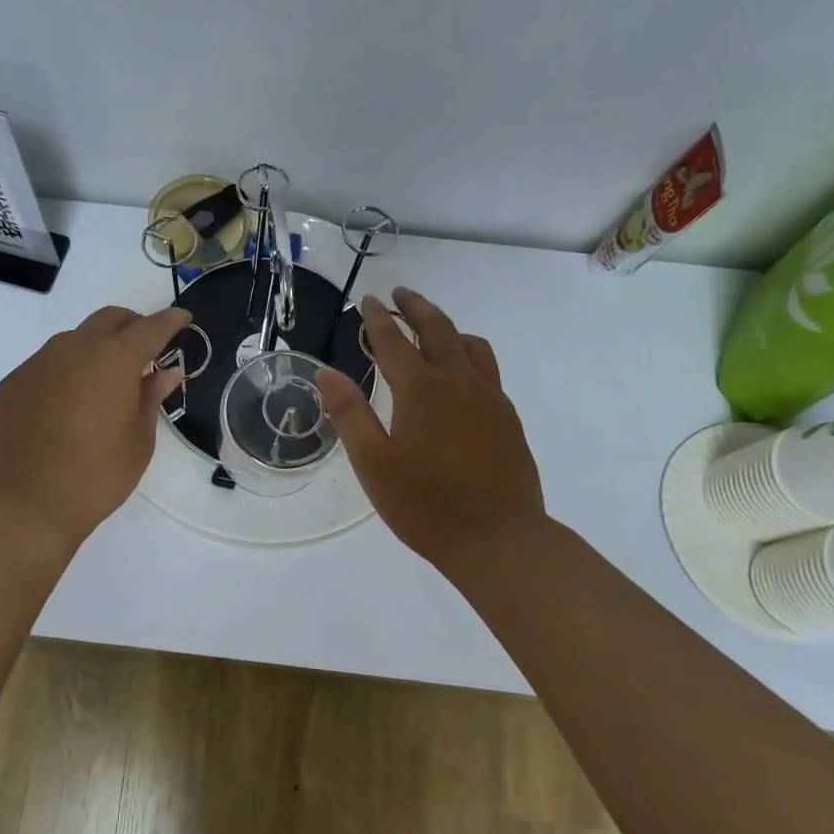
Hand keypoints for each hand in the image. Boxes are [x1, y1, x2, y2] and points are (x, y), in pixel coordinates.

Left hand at [0, 304, 190, 545]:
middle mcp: (74, 348)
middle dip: (132, 326)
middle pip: (109, 319)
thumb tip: (166, 372)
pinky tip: (67, 405)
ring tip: (104, 383)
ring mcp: (38, 363)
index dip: (171, 320)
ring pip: (75, 340)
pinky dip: (66, 372)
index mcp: (114, 358)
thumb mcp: (139, 439)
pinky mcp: (13, 383)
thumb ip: (152, 396)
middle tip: (145, 350)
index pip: (150, 327)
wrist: (26, 504)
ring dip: (96, 349)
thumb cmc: (97, 474)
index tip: (183, 319)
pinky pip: (47, 365)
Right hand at [317, 289, 545, 565]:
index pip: (392, 340)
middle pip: (437, 328)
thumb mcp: (373, 464)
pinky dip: (469, 353)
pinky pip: (488, 369)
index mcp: (420, 389)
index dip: (376, 318)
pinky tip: (463, 373)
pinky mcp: (507, 417)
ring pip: (469, 344)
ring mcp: (489, 398)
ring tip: (432, 327)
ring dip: (447, 327)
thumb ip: (349, 414)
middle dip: (415, 307)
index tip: (368, 300)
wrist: (500, 540)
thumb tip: (326, 373)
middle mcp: (457, 382)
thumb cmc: (426, 505)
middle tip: (400, 294)